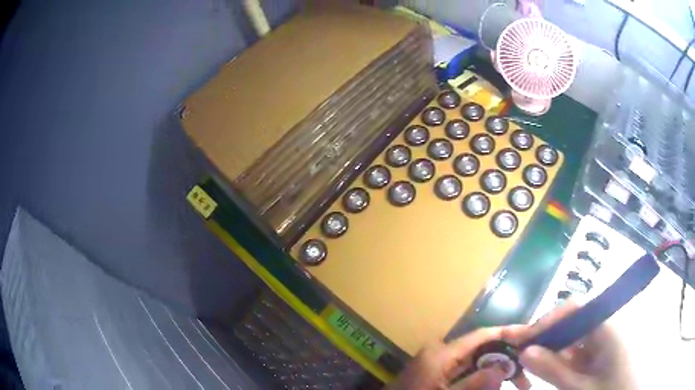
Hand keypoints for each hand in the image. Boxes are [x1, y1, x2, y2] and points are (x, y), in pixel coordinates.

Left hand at [386, 327, 529, 389]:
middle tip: (526, 375)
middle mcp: (442, 352)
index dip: (506, 333)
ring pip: (476, 363)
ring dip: (496, 372)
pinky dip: (481, 378)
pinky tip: (495, 384)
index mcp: (442, 353)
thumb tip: (503, 368)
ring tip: (519, 383)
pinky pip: (466, 372)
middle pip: (482, 351)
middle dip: (506, 361)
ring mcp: (439, 363)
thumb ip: (473, 384)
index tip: (529, 334)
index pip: (481, 336)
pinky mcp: (438, 373)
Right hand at [517, 302, 636, 389]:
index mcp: (606, 327)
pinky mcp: (600, 353)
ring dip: (550, 349)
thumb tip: (525, 351)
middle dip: (545, 335)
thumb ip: (554, 370)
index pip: (574, 308)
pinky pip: (576, 351)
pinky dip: (560, 359)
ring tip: (528, 363)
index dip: (548, 320)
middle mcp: (605, 327)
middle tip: (520, 353)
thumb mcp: (580, 388)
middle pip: (571, 321)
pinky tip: (547, 369)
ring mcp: (603, 341)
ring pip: (572, 337)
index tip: (523, 340)